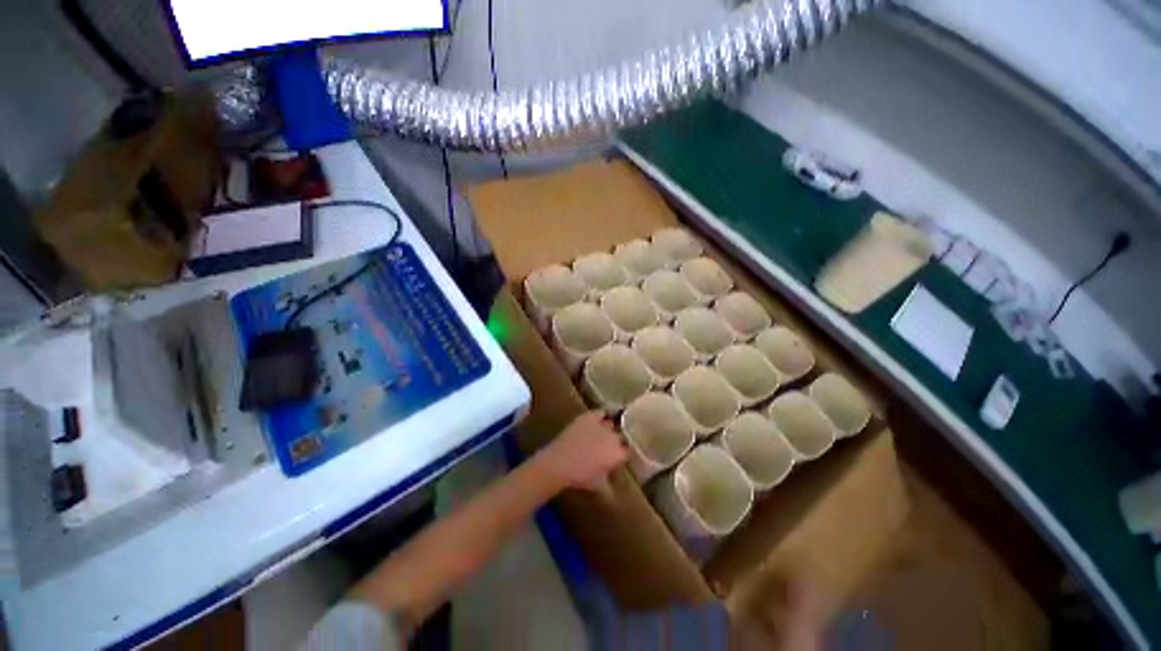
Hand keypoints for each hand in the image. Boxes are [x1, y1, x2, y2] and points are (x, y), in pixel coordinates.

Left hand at [535, 411, 627, 492]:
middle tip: (609, 447)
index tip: (619, 456)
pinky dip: (602, 416)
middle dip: (617, 441)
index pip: (628, 451)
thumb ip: (610, 481)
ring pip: (612, 424)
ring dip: (609, 429)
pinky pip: (601, 413)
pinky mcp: (590, 416)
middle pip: (620, 437)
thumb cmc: (580, 477)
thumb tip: (613, 481)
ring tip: (605, 433)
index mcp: (618, 454)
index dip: (623, 454)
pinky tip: (600, 418)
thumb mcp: (599, 484)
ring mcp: (602, 425)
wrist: (560, 463)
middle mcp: (614, 437)